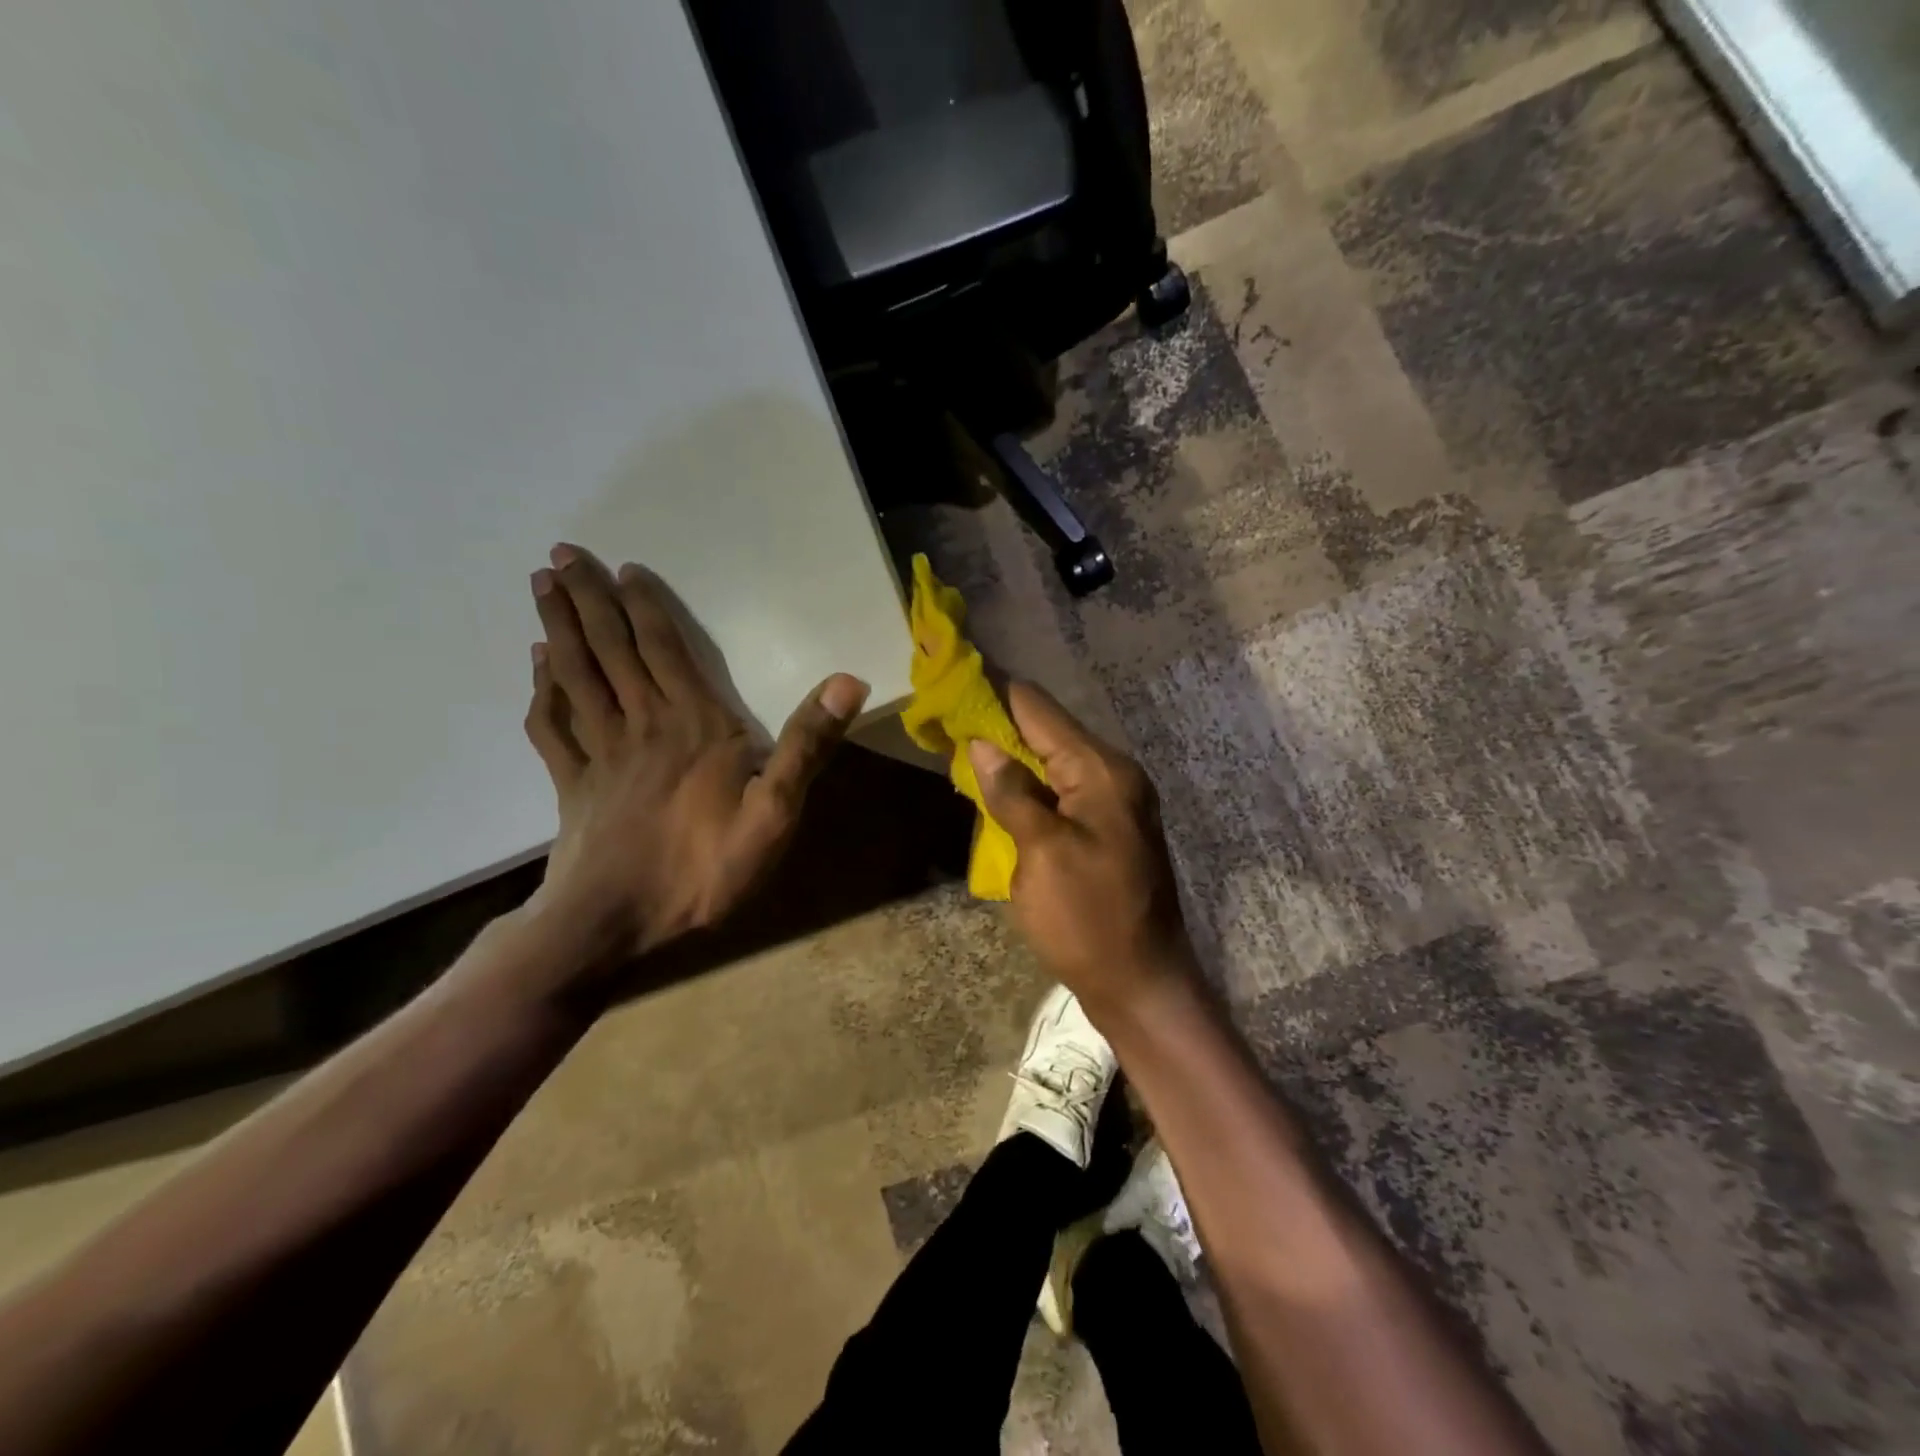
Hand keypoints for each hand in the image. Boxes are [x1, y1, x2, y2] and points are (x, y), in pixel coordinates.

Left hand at [522, 543, 867, 965]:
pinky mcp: (572, 785)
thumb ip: (807, 745)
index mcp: (693, 726)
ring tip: (541, 588)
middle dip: (587, 600)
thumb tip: (848, 680)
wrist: (616, 923)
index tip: (621, 568)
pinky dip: (543, 691)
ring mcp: (599, 755)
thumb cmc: (702, 869)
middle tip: (560, 555)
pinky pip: (552, 727)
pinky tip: (537, 668)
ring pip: (576, 677)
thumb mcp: (775, 812)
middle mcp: (642, 725)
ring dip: (560, 629)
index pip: (664, 651)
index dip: (644, 607)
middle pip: (610, 651)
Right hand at [968, 681, 1197, 1021]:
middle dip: (997, 723)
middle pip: (1046, 731)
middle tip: (944, 717)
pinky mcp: (1104, 827)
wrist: (1141, 983)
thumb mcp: (1043, 854)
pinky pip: (1059, 789)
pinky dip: (1026, 783)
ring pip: (1050, 761)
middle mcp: (1111, 775)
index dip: (994, 692)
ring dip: (1009, 754)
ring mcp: (1111, 802)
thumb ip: (1012, 793)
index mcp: (1101, 771)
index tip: (951, 677)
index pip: (1039, 710)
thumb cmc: (1089, 919)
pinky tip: (994, 786)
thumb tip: (982, 743)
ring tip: (959, 744)